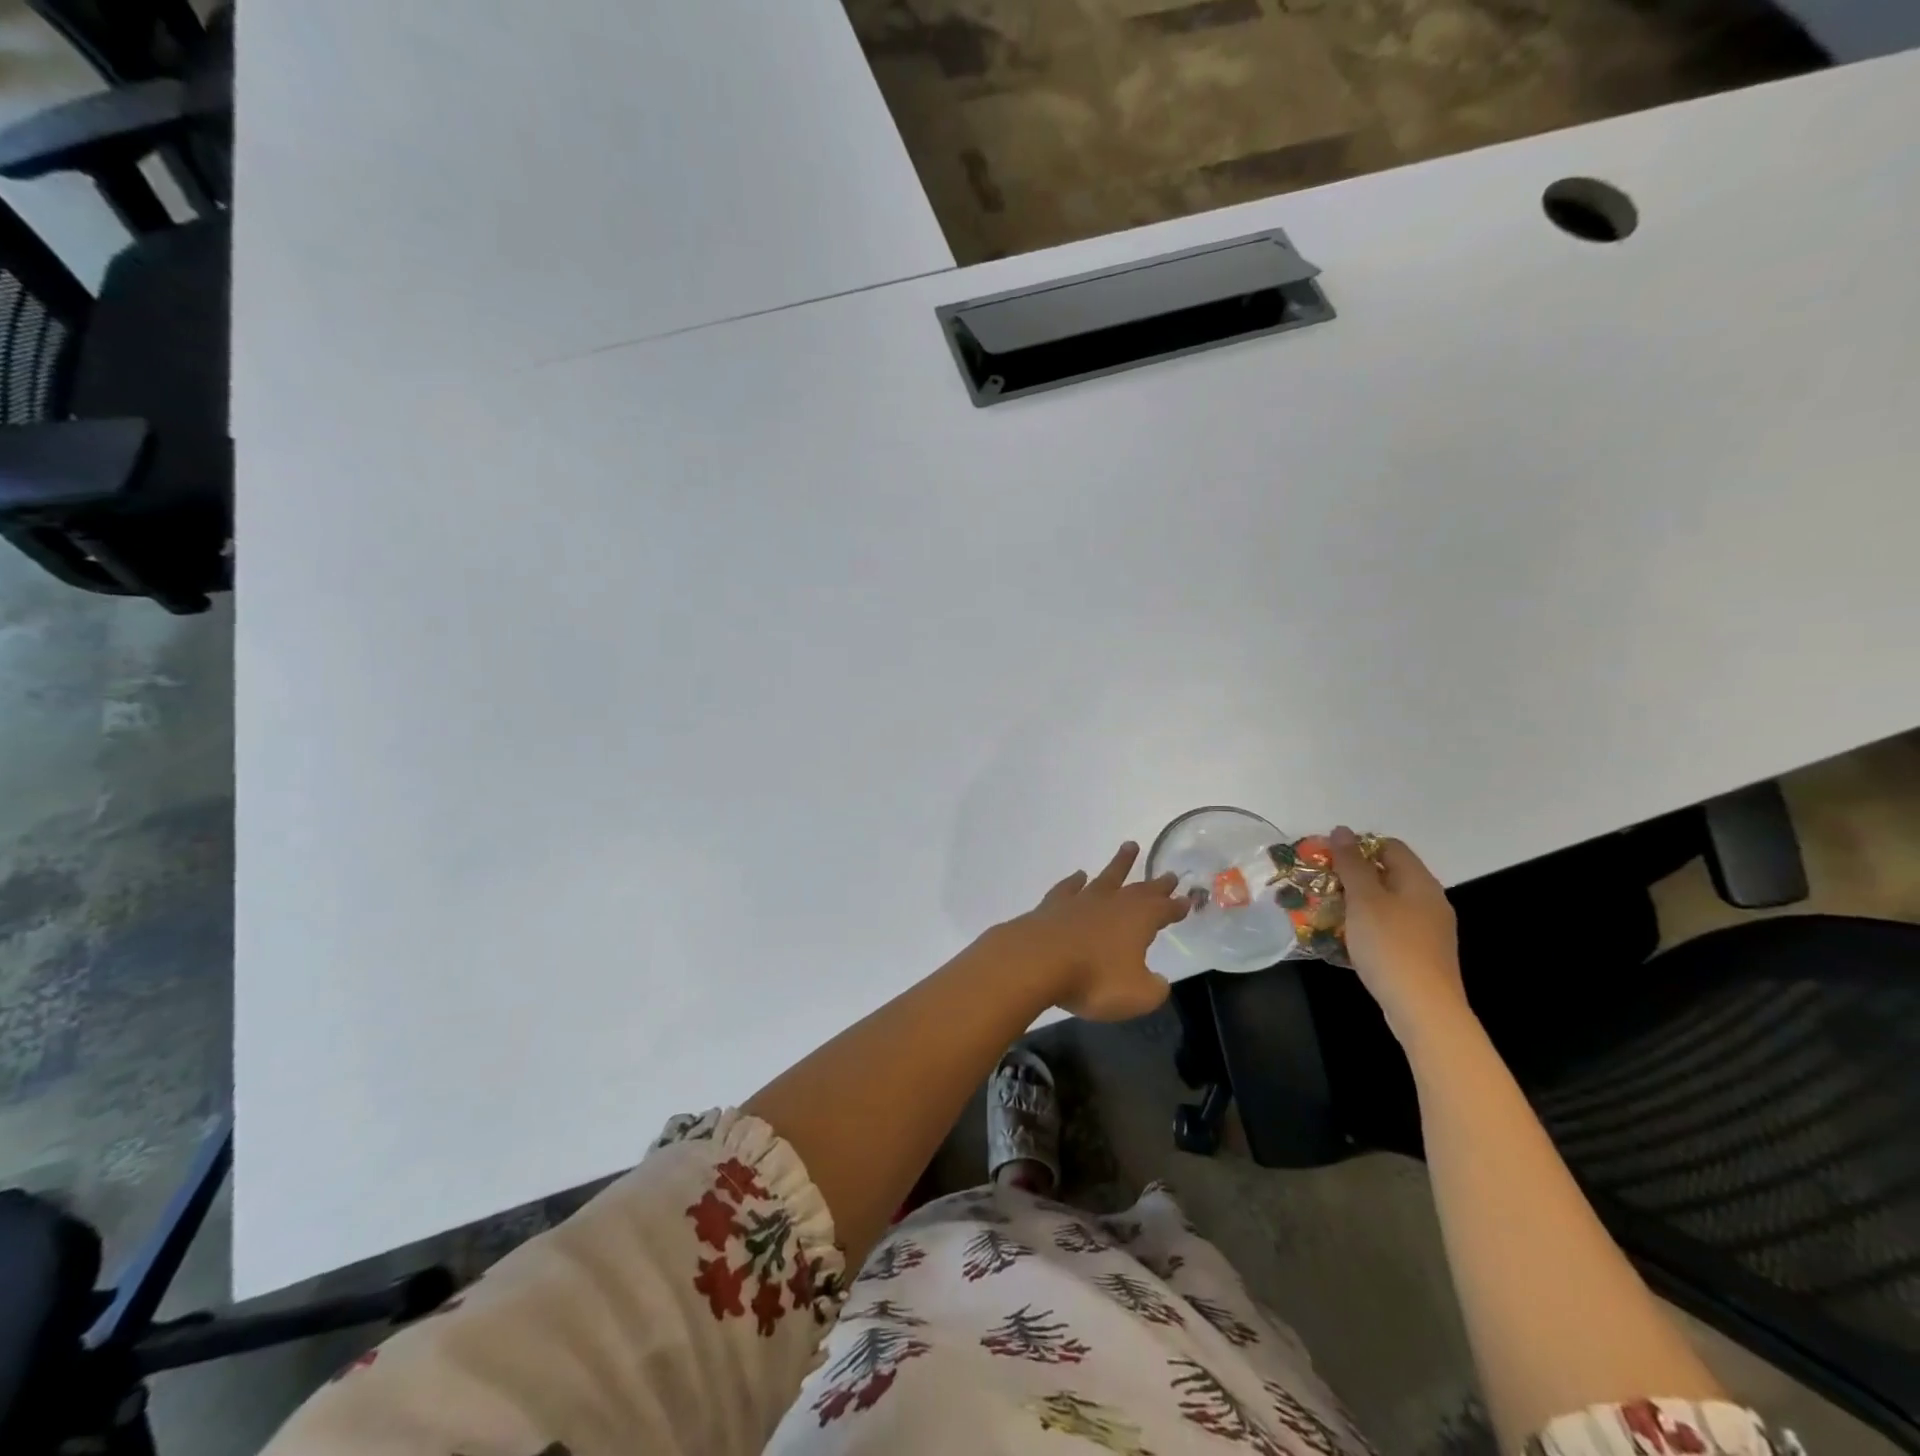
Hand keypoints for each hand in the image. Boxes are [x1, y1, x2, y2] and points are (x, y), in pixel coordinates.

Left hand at [1004, 842, 1189, 1021]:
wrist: (1037, 960)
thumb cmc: (1094, 979)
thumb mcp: (1137, 995)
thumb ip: (1153, 988)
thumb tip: (1159, 981)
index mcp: (1139, 920)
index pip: (1164, 910)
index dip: (1176, 907)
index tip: (1187, 899)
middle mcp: (1112, 903)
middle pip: (1139, 889)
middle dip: (1156, 884)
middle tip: (1169, 874)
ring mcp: (1081, 901)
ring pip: (1106, 877)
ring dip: (1120, 863)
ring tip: (1130, 846)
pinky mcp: (1053, 906)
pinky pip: (1069, 888)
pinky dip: (1075, 881)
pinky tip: (1079, 876)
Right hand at [1330, 827, 1466, 1045]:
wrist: (1423, 1009)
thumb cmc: (1391, 946)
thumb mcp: (1364, 900)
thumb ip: (1352, 864)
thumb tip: (1342, 830)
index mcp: (1419, 882)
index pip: (1389, 846)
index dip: (1357, 846)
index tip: (1327, 859)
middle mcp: (1429, 900)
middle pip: (1388, 874)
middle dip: (1352, 876)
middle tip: (1320, 885)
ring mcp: (1428, 929)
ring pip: (1387, 903)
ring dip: (1357, 903)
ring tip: (1327, 911)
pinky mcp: (1420, 954)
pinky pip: (1390, 928)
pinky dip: (1368, 926)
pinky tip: (1346, 939)